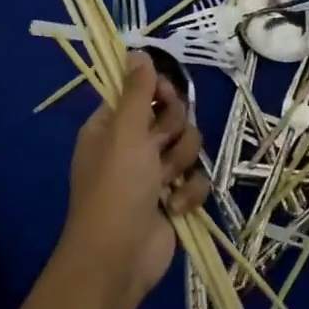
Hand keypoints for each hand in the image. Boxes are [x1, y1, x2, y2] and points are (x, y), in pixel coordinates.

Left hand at [59, 52, 209, 304]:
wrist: (119, 257)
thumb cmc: (116, 188)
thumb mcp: (125, 132)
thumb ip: (137, 92)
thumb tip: (137, 51)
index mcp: (112, 126)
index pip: (143, 92)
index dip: (159, 93)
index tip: (166, 96)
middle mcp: (133, 145)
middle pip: (173, 117)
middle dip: (174, 133)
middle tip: (159, 147)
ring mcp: (154, 174)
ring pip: (189, 147)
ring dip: (181, 165)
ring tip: (165, 184)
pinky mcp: (174, 198)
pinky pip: (196, 179)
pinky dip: (188, 193)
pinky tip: (174, 207)